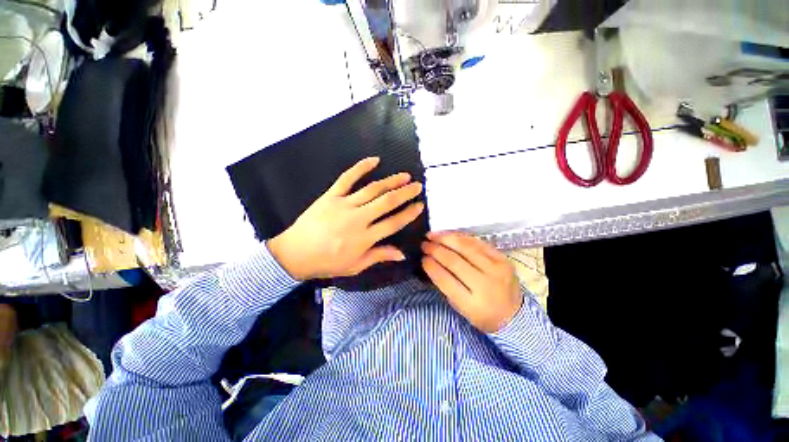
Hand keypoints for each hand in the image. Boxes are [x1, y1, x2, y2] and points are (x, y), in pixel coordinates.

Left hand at [268, 157, 424, 280]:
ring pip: (372, 189)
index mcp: (364, 238)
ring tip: (405, 176)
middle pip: (387, 202)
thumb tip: (402, 254)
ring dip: (391, 181)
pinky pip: (347, 178)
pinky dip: (361, 167)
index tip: (420, 206)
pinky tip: (374, 160)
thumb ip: (379, 256)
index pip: (393, 223)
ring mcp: (344, 204)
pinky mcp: (331, 195)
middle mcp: (358, 219)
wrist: (294, 253)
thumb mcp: (355, 266)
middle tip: (418, 186)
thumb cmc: (327, 262)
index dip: (409, 214)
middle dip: (405, 193)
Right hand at [421, 232, 521, 332]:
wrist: (515, 316)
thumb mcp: (460, 307)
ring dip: (446, 239)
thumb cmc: (482, 314)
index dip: (431, 266)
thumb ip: (446, 285)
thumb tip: (431, 262)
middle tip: (424, 244)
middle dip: (435, 250)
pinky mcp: (503, 259)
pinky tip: (449, 235)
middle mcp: (486, 285)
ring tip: (432, 235)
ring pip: (466, 248)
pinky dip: (461, 237)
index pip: (446, 280)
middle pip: (455, 261)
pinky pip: (478, 243)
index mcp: (473, 304)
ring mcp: (497, 270)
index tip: (422, 258)